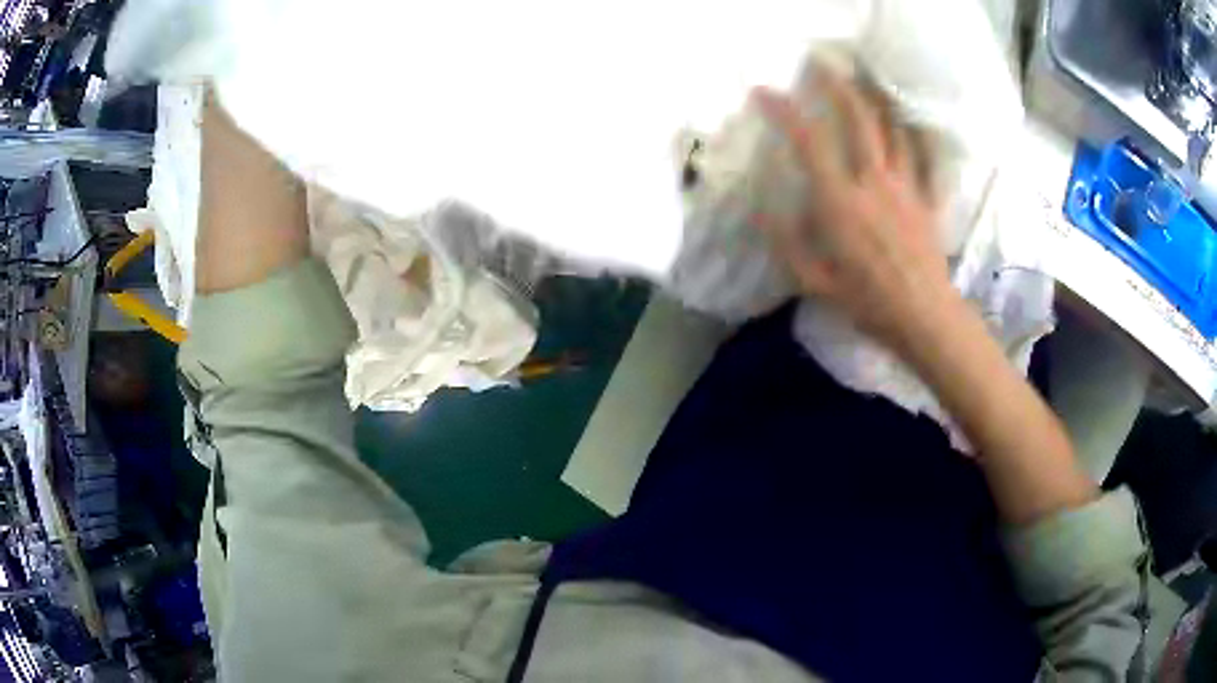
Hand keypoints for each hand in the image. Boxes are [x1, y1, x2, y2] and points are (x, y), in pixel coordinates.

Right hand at [751, 70, 955, 358]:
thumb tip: (763, 206)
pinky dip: (912, 132)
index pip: (808, 141)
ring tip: (864, 82)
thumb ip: (786, 240)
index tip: (764, 92)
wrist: (924, 317)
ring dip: (875, 99)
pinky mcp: (925, 196)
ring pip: (893, 127)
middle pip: (858, 117)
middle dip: (838, 84)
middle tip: (823, 63)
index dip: (783, 111)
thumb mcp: (814, 281)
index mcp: (840, 201)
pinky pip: (921, 154)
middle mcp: (872, 180)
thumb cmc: (867, 302)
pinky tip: (905, 121)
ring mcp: (904, 185)